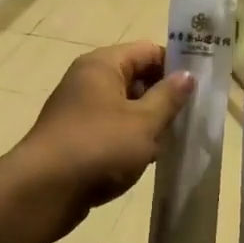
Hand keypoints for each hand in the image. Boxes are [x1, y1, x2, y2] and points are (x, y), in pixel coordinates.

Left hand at [13, 41, 193, 226]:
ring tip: (175, 141)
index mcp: (103, 65)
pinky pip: (111, 128)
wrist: (43, 191)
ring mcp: (79, 109)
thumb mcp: (144, 122)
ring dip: (148, 121)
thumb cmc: (99, 147)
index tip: (200, 88)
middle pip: (135, 77)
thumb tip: (187, 75)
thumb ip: (168, 97)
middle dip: (163, 96)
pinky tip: (148, 159)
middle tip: (191, 118)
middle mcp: (88, 80)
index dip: (175, 66)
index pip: (148, 51)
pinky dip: (130, 139)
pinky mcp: (75, 137)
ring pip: (124, 106)